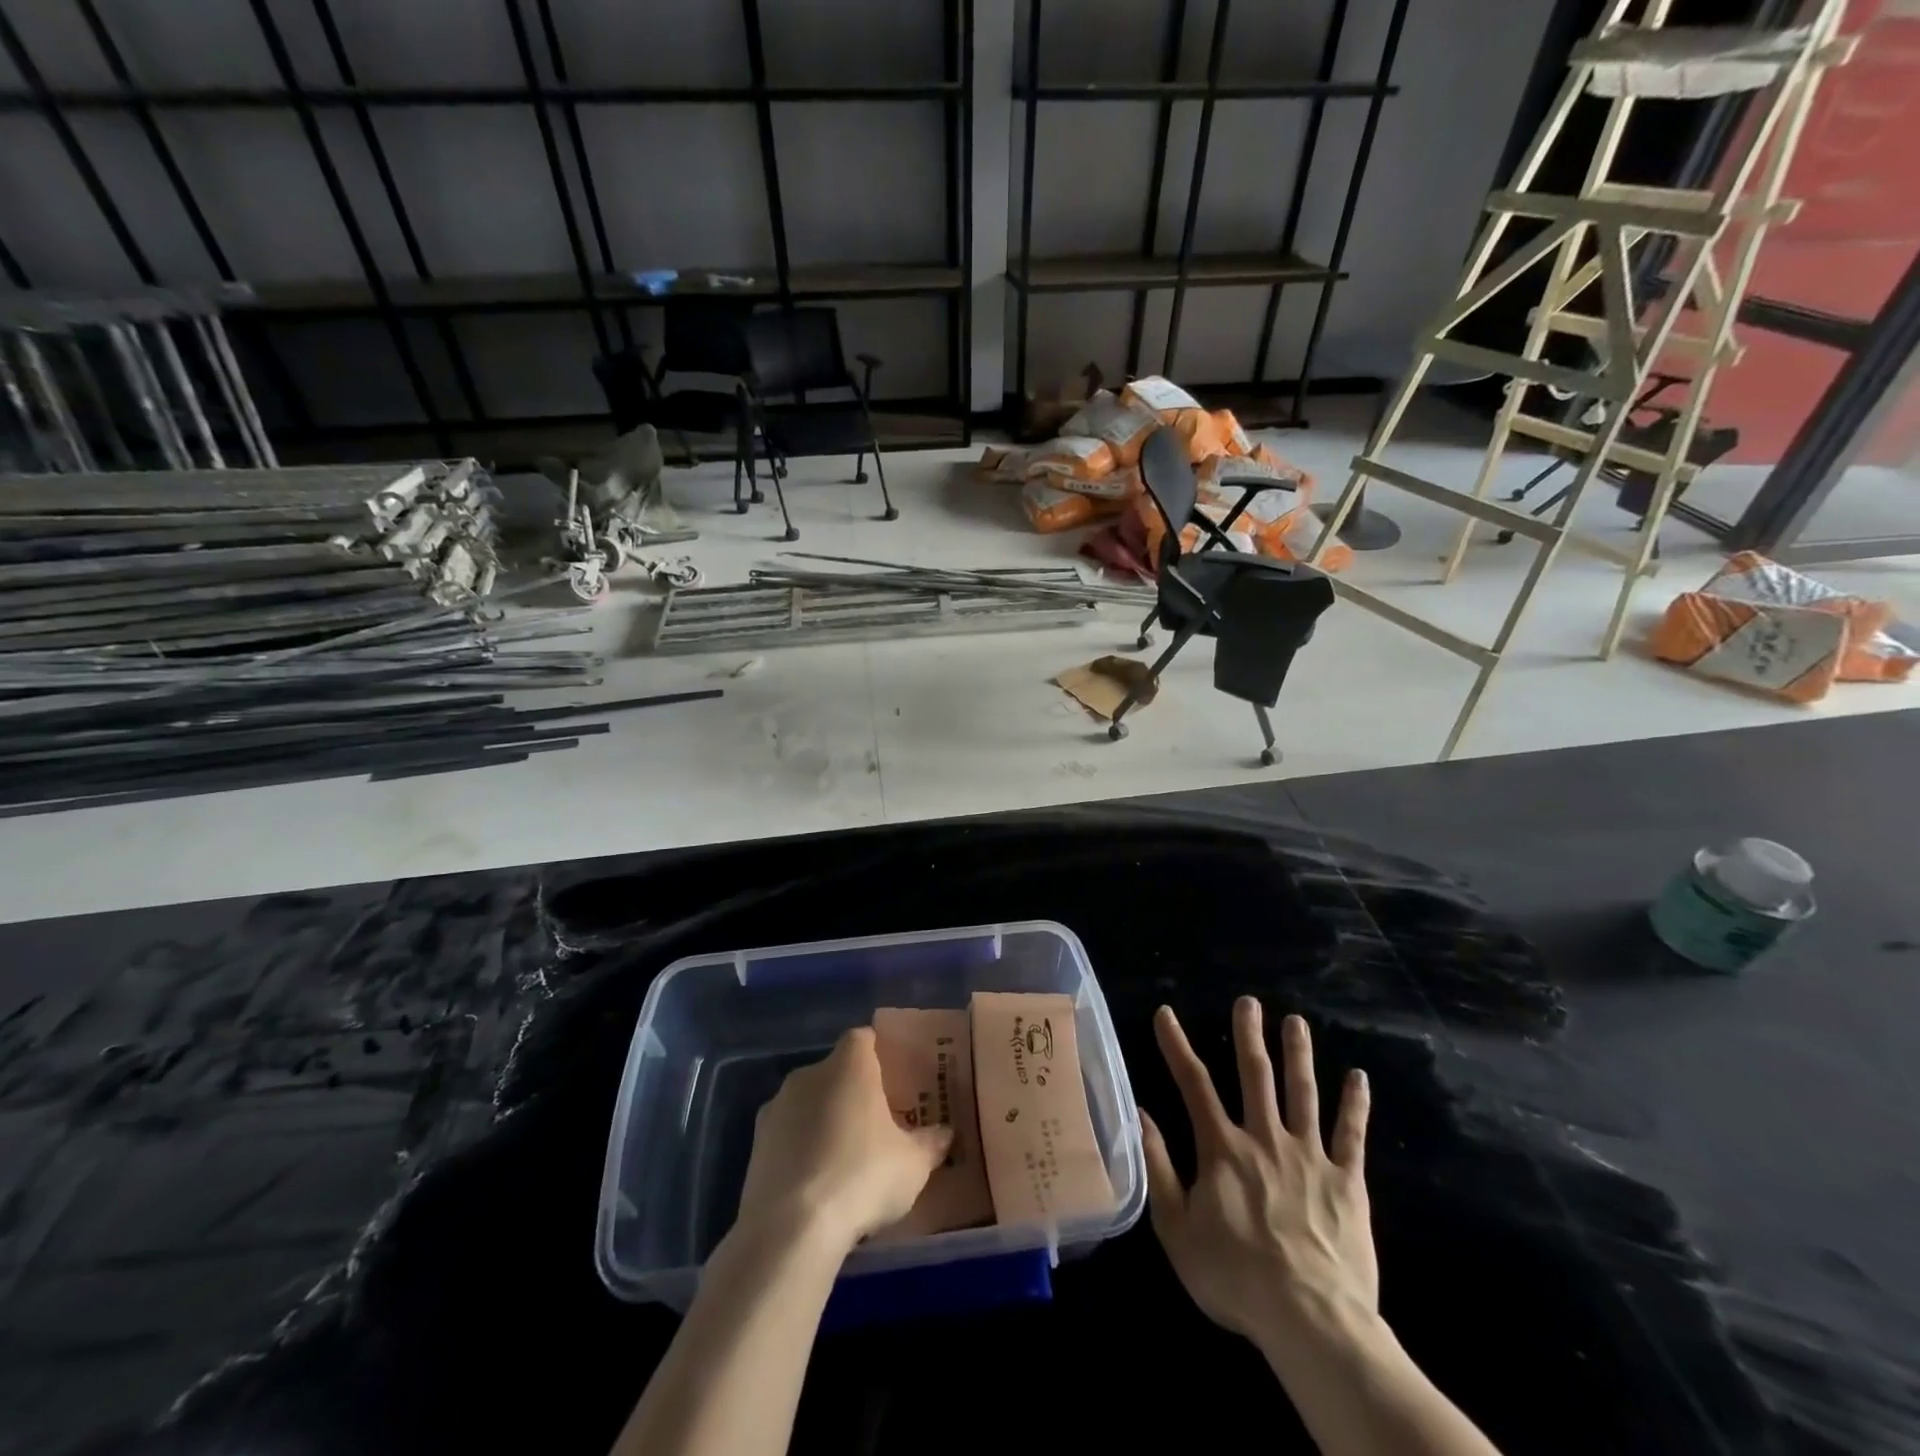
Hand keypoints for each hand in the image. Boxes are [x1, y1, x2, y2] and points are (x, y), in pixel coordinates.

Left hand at [734, 1027, 952, 1251]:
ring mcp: (776, 1108)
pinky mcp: (755, 1145)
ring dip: (823, 1122)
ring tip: (844, 1161)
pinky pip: (786, 1136)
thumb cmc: (863, 1176)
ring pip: (808, 1104)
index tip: (893, 1081)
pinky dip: (800, 1151)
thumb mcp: (913, 1164)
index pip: (864, 1039)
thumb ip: (930, 1143)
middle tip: (875, 1125)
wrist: (791, 1229)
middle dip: (852, 1093)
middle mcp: (809, 1074)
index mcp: (850, 1064)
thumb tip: (945, 1133)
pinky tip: (816, 1185)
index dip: (878, 1055)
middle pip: (835, 1071)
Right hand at [1141, 1000, 1375, 1355]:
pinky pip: (1352, 1135)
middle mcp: (1265, 1138)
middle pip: (1255, 1076)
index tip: (1167, 1014)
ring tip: (1296, 1022)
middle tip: (1249, 1001)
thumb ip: (1158, 1168)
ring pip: (1303, 1093)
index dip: (1177, 1046)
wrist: (1311, 1321)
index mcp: (1223, 1148)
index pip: (1194, 1084)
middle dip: (1249, 1035)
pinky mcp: (1347, 1181)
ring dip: (1299, 1054)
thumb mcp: (1176, 1229)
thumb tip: (1141, 1114)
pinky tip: (1359, 1076)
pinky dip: (1355, 1104)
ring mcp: (1310, 1156)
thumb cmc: (1235, 1278)